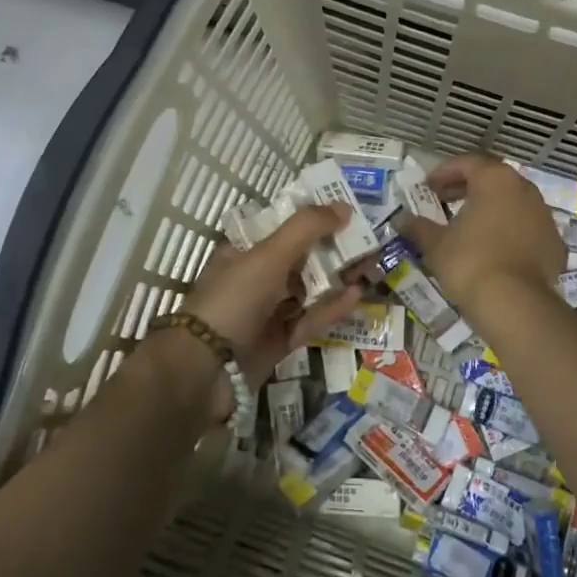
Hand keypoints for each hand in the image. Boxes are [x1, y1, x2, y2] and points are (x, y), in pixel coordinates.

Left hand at [186, 204, 363, 387]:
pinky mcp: (280, 341)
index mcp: (244, 252)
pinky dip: (332, 307)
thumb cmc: (234, 299)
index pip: (283, 227)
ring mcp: (268, 311)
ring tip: (371, 264)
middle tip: (369, 240)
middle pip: (302, 258)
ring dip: (338, 277)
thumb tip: (344, 207)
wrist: (205, 369)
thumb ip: (307, 228)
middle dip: (334, 249)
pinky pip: (311, 319)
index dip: (314, 218)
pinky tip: (357, 294)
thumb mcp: (269, 255)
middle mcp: (256, 278)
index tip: (347, 213)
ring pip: (310, 289)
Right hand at [401, 155, 564, 316]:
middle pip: (493, 179)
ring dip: (491, 208)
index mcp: (495, 180)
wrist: (514, 303)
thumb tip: (400, 220)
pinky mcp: (554, 243)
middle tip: (445, 201)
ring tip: (470, 225)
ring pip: (513, 203)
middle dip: (468, 188)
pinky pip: (527, 228)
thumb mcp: (436, 244)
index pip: (467, 163)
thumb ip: (418, 227)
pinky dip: (510, 232)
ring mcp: (544, 216)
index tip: (428, 187)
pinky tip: (495, 249)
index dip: (444, 173)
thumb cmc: (469, 262)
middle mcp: (524, 189)